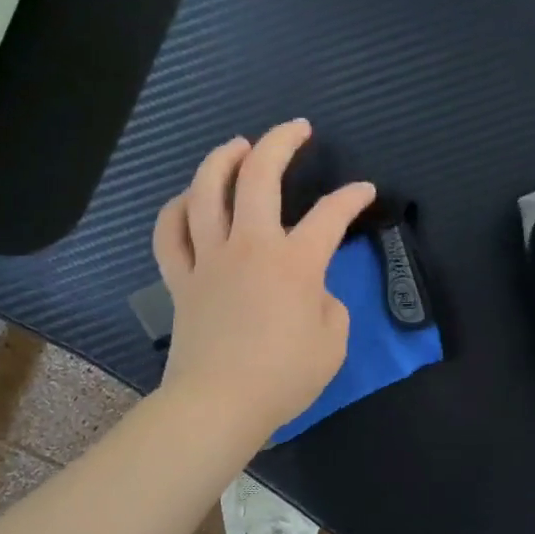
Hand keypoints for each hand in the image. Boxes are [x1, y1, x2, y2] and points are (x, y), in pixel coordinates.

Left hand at [152, 121, 375, 445]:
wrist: (220, 404)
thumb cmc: (284, 378)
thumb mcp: (333, 343)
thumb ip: (329, 306)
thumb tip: (312, 292)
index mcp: (295, 263)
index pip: (330, 216)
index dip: (352, 197)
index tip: (364, 190)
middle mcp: (250, 247)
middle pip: (259, 177)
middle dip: (281, 142)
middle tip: (296, 129)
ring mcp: (209, 260)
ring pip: (206, 192)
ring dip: (222, 159)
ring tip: (237, 145)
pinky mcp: (181, 280)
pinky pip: (170, 233)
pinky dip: (176, 209)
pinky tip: (188, 199)